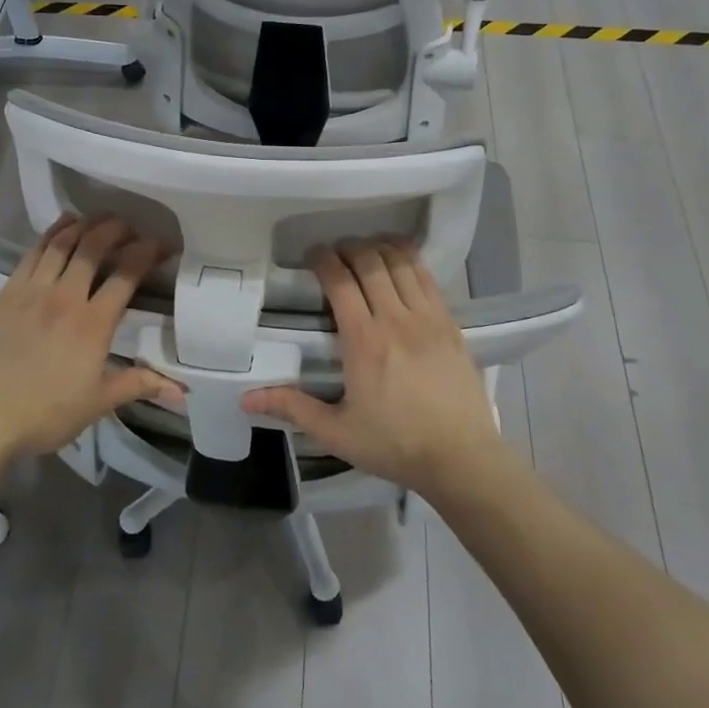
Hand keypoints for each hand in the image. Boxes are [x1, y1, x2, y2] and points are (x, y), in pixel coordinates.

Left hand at [0, 215, 178, 467]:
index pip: (126, 273)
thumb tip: (182, 391)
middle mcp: (64, 296)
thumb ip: (139, 385)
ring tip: (101, 218)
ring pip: (62, 242)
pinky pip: (32, 252)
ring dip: (85, 225)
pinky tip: (62, 226)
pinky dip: (51, 233)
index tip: (163, 245)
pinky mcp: (6, 293)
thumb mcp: (98, 403)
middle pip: (94, 247)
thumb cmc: (45, 413)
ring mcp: (31, 291)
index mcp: (93, 323)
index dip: (148, 252)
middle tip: (132, 227)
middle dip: (117, 229)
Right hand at [242, 239, 505, 496]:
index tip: (312, 255)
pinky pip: (428, 279)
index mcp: (364, 342)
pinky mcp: (451, 324)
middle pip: (371, 263)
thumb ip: (293, 408)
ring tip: (365, 250)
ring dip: (380, 249)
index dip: (323, 260)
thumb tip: (246, 399)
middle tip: (336, 251)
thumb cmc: (395, 445)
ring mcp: (428, 319)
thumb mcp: (337, 433)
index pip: (340, 283)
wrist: (462, 458)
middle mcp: (396, 320)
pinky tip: (401, 259)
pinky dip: (411, 261)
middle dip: (349, 248)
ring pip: (401, 264)